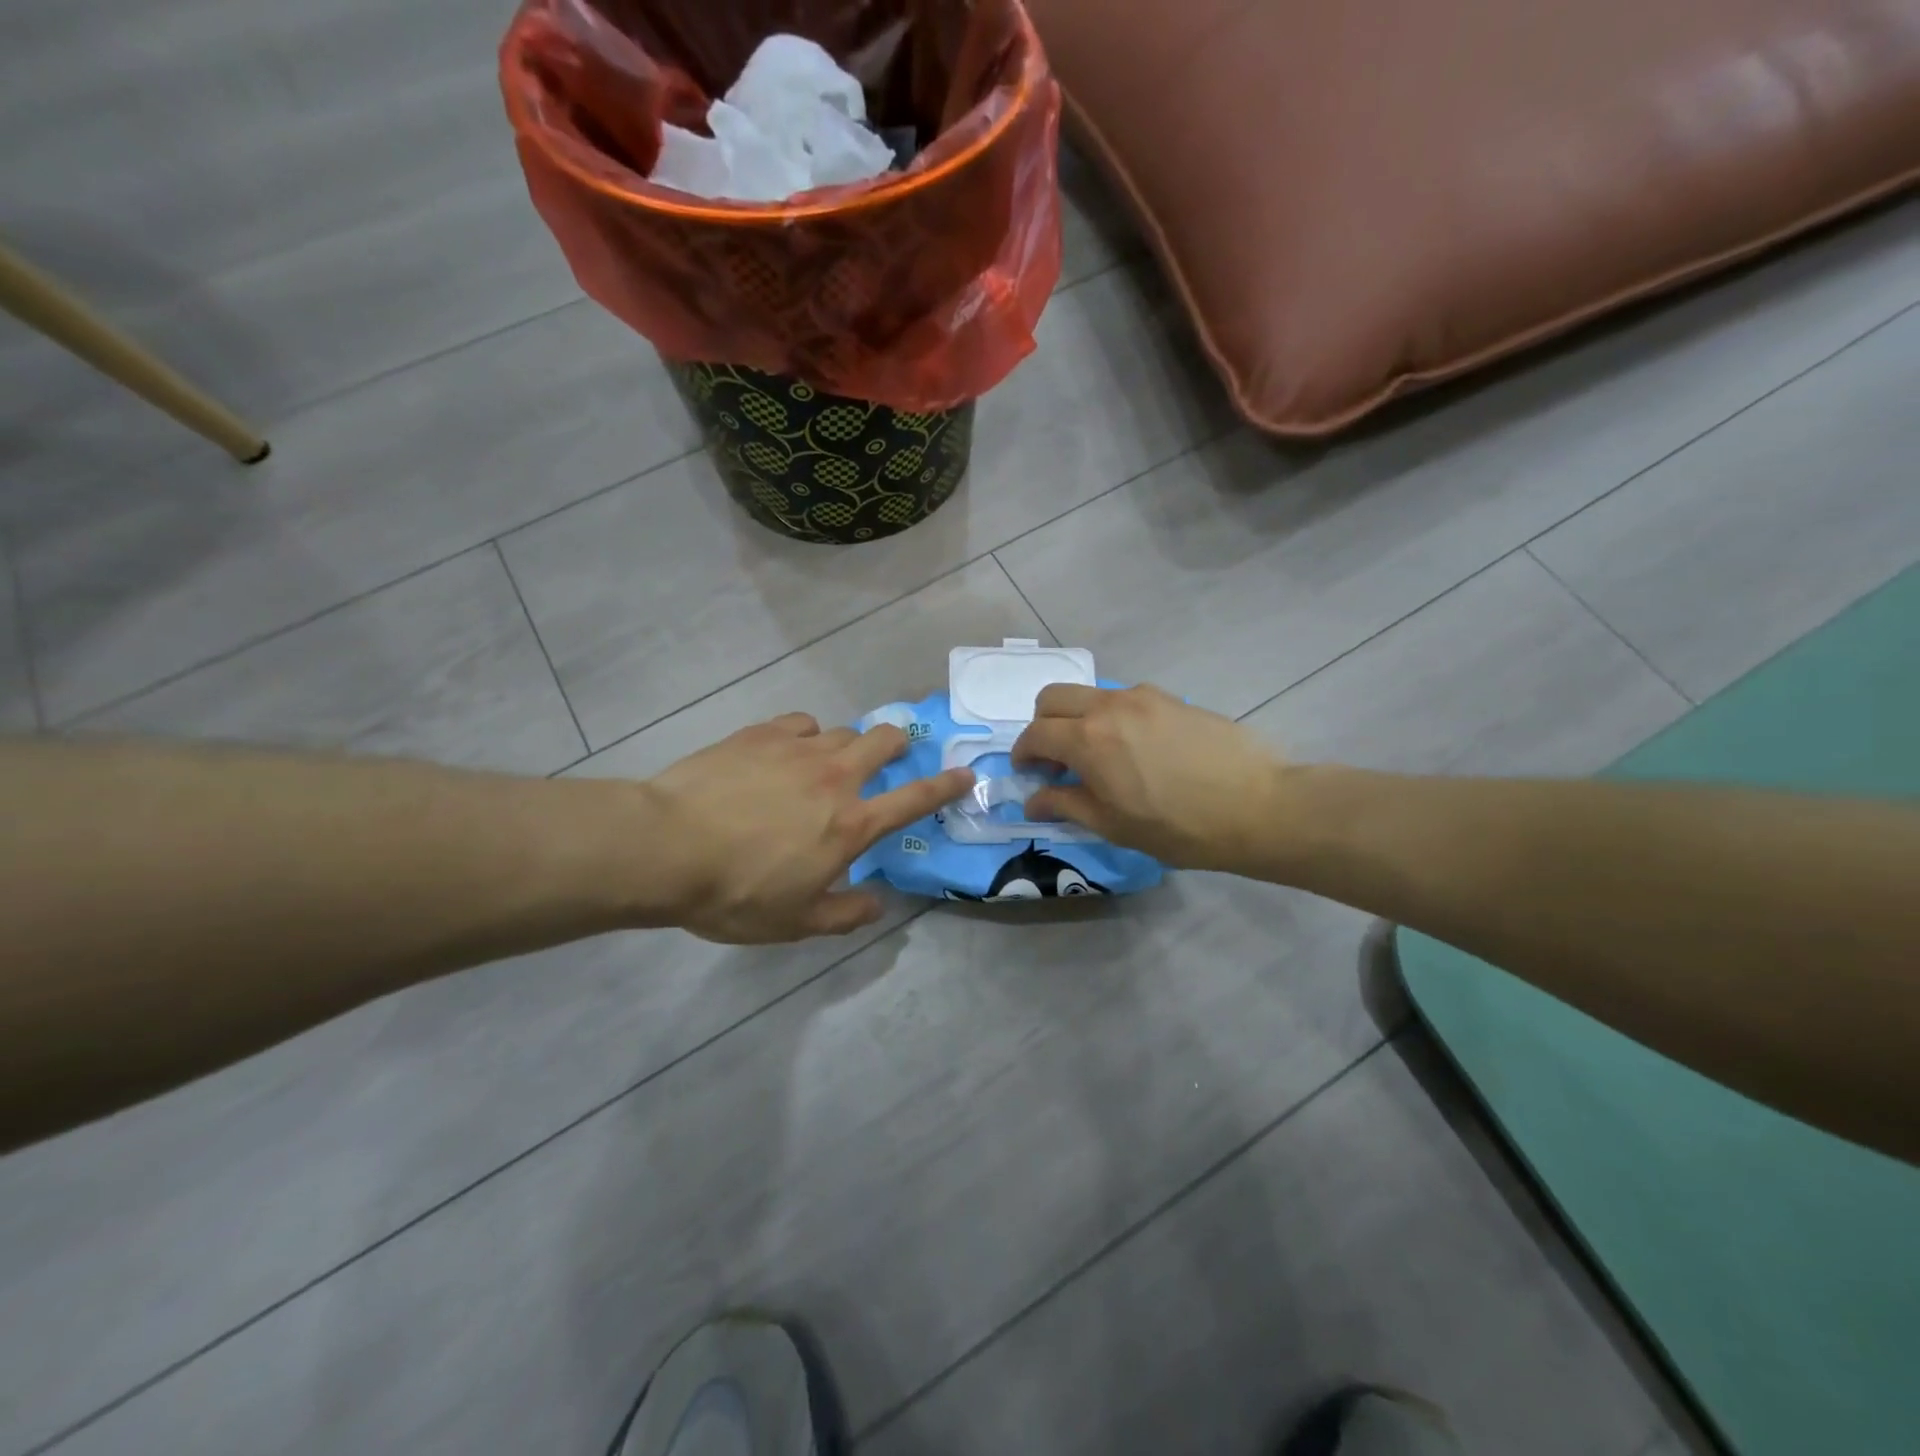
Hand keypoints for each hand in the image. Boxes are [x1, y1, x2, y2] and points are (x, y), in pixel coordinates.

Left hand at [647, 712, 972, 943]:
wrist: (666, 848)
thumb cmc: (736, 893)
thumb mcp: (796, 923)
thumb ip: (845, 914)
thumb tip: (879, 903)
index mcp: (851, 824)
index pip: (914, 799)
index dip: (946, 786)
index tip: (966, 774)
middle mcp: (834, 777)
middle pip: (882, 740)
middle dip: (897, 742)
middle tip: (892, 753)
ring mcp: (796, 749)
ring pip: (840, 730)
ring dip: (846, 744)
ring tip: (829, 761)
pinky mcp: (759, 734)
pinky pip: (798, 722)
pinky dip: (804, 734)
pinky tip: (787, 749)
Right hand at [1012, 684, 1285, 872]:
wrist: (1258, 807)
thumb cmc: (1178, 827)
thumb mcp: (1113, 825)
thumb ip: (1066, 805)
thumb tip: (1033, 801)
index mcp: (1088, 739)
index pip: (1035, 734)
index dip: (1023, 754)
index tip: (1028, 773)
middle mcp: (1109, 706)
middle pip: (1053, 697)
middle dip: (1042, 724)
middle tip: (1055, 759)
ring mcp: (1143, 696)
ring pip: (1090, 695)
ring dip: (1078, 719)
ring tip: (1099, 756)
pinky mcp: (1172, 698)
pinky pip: (1125, 699)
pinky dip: (1112, 717)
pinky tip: (1136, 749)